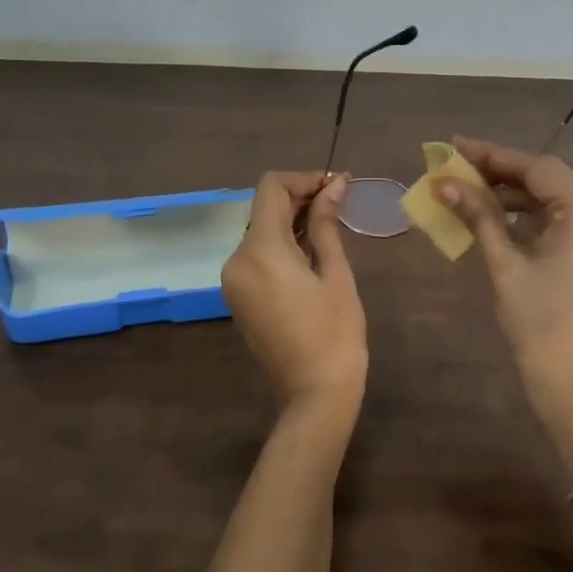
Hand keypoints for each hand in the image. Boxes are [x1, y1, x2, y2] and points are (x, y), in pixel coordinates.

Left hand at [221, 172, 366, 427]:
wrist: (315, 392)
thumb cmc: (335, 332)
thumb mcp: (335, 272)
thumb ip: (327, 224)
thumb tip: (334, 184)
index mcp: (260, 250)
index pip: (271, 188)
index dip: (303, 179)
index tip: (335, 185)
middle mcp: (237, 259)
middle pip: (263, 208)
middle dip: (299, 198)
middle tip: (339, 201)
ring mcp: (233, 280)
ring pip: (259, 230)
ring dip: (290, 220)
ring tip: (330, 224)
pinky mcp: (237, 296)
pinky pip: (256, 255)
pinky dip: (280, 243)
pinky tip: (310, 249)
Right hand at [436, 137, 572, 411]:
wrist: (572, 384)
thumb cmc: (537, 323)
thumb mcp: (504, 264)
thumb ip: (478, 216)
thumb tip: (444, 183)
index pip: (539, 168)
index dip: (495, 155)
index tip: (457, 147)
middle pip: (548, 180)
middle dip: (503, 172)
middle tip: (459, 168)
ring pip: (554, 200)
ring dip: (514, 194)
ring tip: (471, 191)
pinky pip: (561, 222)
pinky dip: (529, 217)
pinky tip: (497, 218)